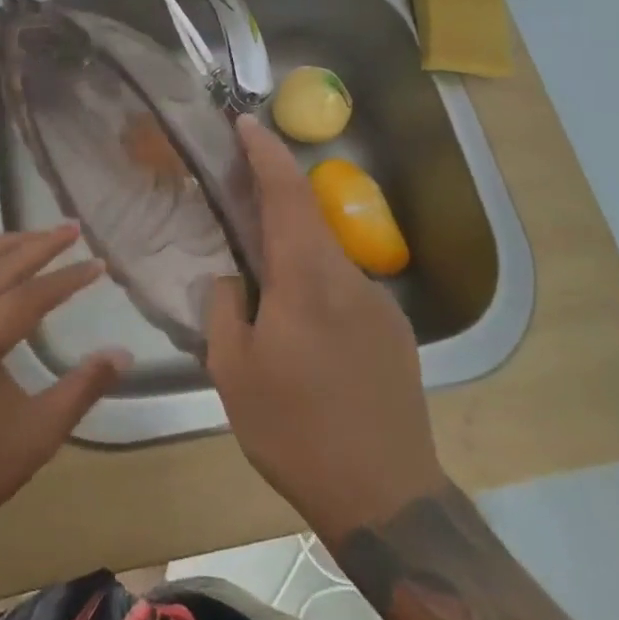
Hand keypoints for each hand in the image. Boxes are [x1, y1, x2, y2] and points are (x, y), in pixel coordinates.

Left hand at [0, 225, 125, 535]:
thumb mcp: (38, 435)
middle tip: (73, 228)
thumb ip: (82, 388)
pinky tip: (0, 265)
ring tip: (39, 236)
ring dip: (6, 245)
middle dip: (39, 244)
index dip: (67, 278)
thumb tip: (122, 353)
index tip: (99, 265)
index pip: (29, 295)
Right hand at [206, 116, 446, 540]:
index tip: (246, 122)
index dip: (265, 153)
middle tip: (238, 188)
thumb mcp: (233, 372)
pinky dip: (314, 280)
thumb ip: (225, 309)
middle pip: (308, 216)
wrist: (386, 497)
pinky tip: (298, 323)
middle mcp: (349, 278)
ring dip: (293, 244)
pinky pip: (344, 287)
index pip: (286, 194)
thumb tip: (231, 278)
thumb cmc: (296, 431)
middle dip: (274, 191)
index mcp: (306, 279)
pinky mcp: (393, 332)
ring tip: (260, 274)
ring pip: (326, 254)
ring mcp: (378, 304)